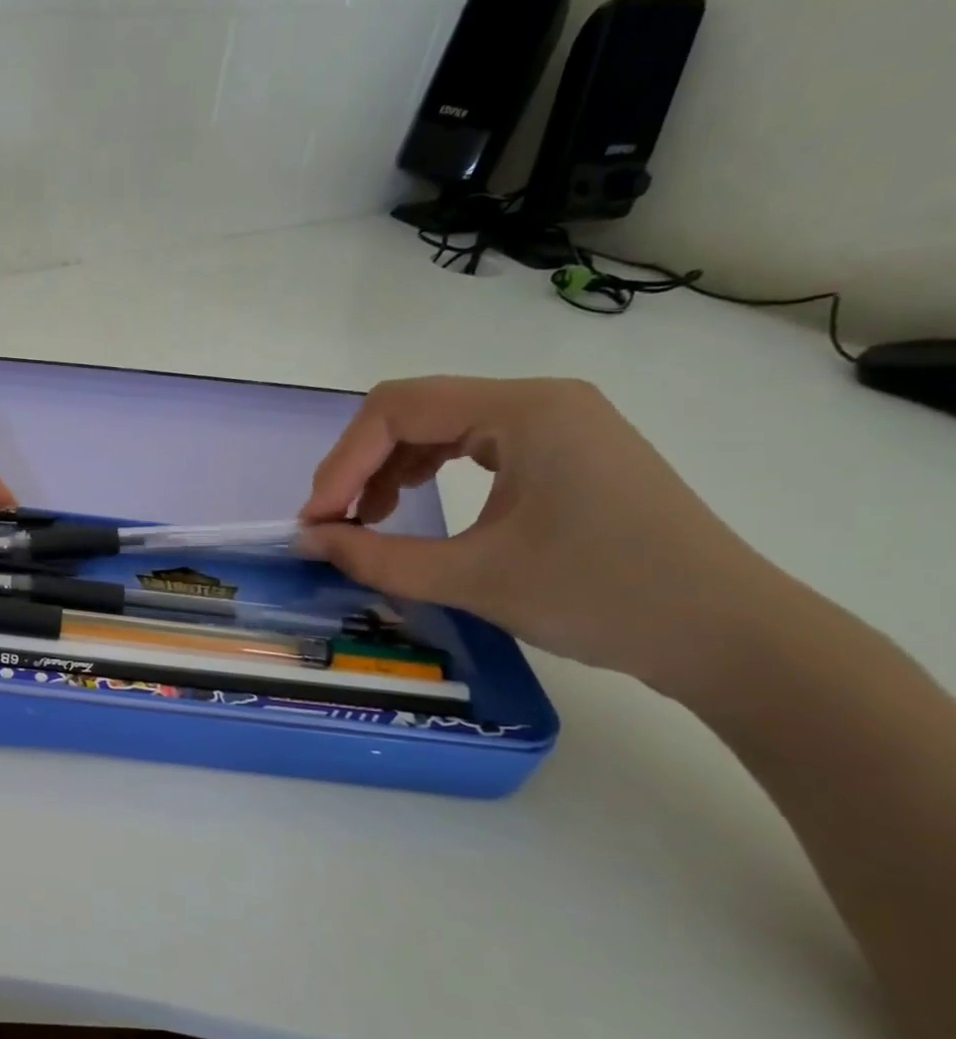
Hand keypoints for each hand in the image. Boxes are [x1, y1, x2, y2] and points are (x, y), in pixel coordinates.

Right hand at [299, 377, 784, 692]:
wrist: (731, 637)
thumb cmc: (603, 596)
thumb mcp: (474, 579)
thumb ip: (377, 558)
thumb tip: (307, 542)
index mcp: (524, 410)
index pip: (398, 408)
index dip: (342, 461)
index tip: (316, 521)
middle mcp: (540, 401)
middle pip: (415, 410)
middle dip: (361, 464)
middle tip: (333, 522)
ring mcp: (557, 425)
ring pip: (440, 427)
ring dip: (389, 469)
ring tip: (366, 520)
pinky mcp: (566, 454)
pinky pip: (472, 446)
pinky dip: (427, 474)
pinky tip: (413, 509)